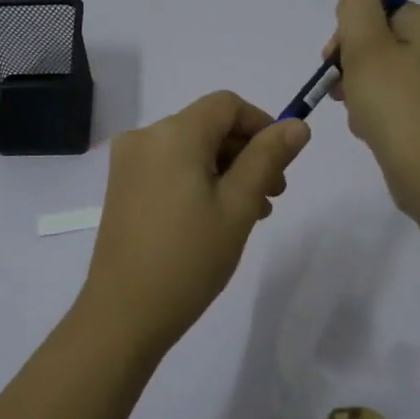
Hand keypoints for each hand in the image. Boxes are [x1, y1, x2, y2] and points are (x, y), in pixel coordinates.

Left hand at [79, 91, 310, 357]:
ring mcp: (129, 164)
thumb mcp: (238, 206)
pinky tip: (218, 217)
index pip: (227, 105)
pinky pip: (170, 168)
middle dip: (246, 152)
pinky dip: (199, 181)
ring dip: (226, 170)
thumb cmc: (189, 258)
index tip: (283, 163)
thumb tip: (297, 125)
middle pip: (208, 126)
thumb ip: (268, 158)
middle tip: (274, 196)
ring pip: (191, 149)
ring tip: (252, 213)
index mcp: (173, 133)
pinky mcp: (122, 188)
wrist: (124, 314)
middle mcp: (145, 137)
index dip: (262, 125)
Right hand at [325, 0, 419, 212]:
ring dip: (362, 91)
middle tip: (338, 90)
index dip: (351, 31)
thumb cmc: (395, 104)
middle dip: (353, 64)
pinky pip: (401, 103)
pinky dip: (380, 112)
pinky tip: (370, 131)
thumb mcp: (365, 45)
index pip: (384, 10)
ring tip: (357, 116)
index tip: (332, 59)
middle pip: (385, 43)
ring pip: (389, 76)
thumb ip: (356, 7)